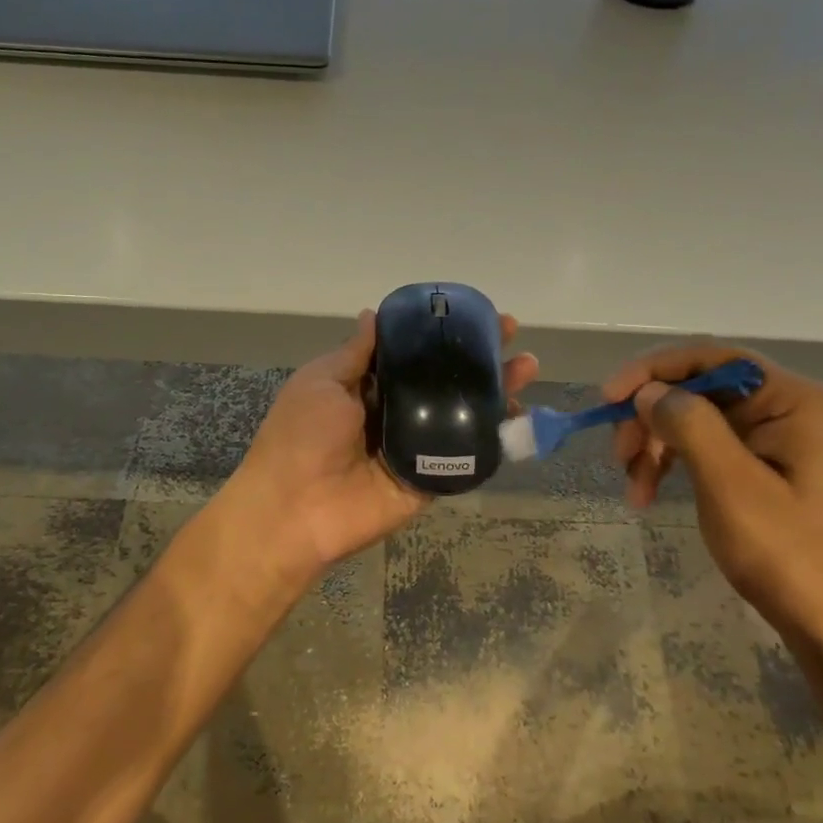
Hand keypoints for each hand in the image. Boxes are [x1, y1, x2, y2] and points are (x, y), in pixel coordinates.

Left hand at [229, 309, 538, 579]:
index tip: (474, 315)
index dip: (442, 335)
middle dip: (479, 359)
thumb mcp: (322, 380)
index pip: (414, 355)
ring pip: (462, 414)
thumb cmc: (302, 435)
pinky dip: (494, 438)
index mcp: (367, 388)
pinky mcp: (429, 479)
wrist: (296, 508)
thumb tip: (373, 314)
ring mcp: (415, 447)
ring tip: (526, 368)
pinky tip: (519, 416)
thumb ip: (355, 353)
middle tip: (512, 337)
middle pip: (445, 382)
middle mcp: (395, 414)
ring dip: (496, 392)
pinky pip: (465, 456)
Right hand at [603, 344, 822, 642]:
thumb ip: (689, 424)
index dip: (652, 371)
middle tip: (619, 458)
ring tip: (634, 488)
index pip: (710, 357)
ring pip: (694, 419)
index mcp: (793, 399)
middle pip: (699, 389)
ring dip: (655, 446)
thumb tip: (648, 391)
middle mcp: (787, 407)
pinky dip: (672, 464)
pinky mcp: (764, 467)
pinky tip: (650, 492)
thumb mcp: (731, 485)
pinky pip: (704, 447)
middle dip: (651, 418)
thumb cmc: (789, 554)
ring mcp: (776, 438)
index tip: (607, 400)